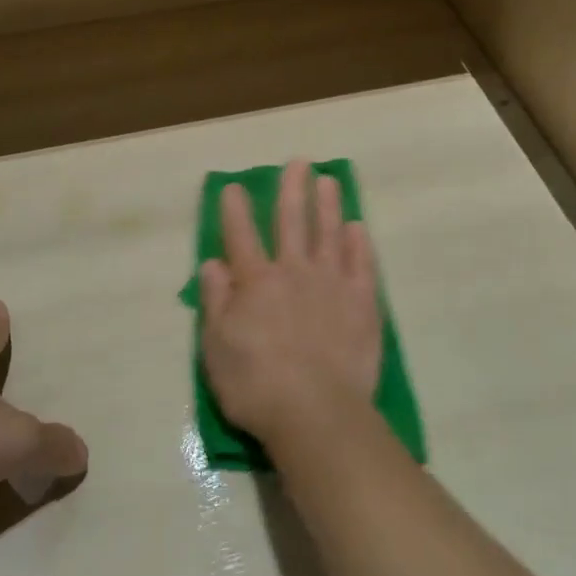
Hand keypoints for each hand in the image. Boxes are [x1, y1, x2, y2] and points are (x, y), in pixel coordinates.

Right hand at [198, 160, 382, 459]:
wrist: (316, 413)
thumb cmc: (256, 385)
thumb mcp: (216, 347)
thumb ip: (215, 300)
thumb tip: (212, 263)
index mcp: (255, 282)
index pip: (241, 236)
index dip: (235, 209)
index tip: (233, 186)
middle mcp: (294, 272)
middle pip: (292, 221)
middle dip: (292, 189)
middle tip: (299, 162)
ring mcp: (332, 284)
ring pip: (330, 233)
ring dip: (328, 204)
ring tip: (329, 180)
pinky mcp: (363, 303)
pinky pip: (362, 264)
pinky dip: (359, 243)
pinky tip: (358, 228)